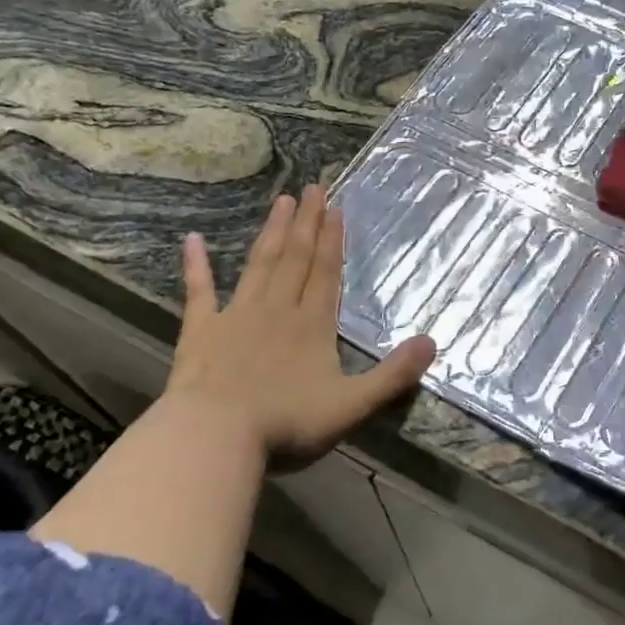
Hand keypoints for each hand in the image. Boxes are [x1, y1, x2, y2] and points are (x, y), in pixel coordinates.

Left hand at [167, 186, 436, 457]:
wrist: (215, 437)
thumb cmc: (287, 423)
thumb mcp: (352, 405)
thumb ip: (393, 375)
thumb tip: (432, 342)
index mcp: (313, 325)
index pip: (326, 273)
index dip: (332, 240)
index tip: (335, 207)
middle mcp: (277, 309)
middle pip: (295, 258)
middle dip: (306, 222)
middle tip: (312, 187)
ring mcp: (236, 316)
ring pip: (259, 265)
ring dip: (272, 232)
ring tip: (281, 201)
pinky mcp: (201, 331)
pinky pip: (199, 291)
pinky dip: (196, 265)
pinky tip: (191, 239)